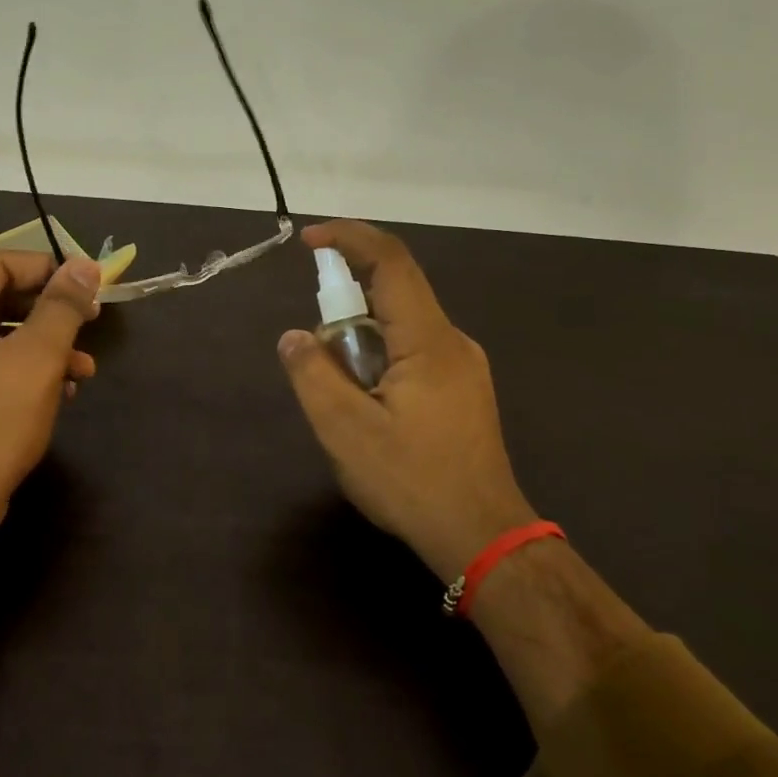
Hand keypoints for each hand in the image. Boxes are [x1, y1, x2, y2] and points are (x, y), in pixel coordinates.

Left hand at [0, 251, 100, 543]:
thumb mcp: (37, 356)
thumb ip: (62, 305)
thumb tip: (84, 265)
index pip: (0, 263)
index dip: (49, 268)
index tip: (90, 285)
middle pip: (2, 298)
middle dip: (52, 311)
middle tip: (92, 321)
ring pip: (2, 335)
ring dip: (48, 345)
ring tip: (85, 369)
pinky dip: (29, 370)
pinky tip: (62, 392)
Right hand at [278, 220, 536, 581]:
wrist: (484, 537)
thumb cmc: (413, 482)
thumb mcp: (345, 432)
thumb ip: (313, 375)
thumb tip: (293, 336)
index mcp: (428, 341)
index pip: (390, 262)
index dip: (348, 238)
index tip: (307, 241)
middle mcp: (452, 342)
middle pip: (393, 296)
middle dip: (344, 312)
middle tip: (319, 362)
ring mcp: (463, 367)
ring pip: (400, 329)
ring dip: (360, 346)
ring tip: (345, 403)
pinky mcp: (463, 390)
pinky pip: (413, 353)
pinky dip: (379, 363)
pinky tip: (371, 412)